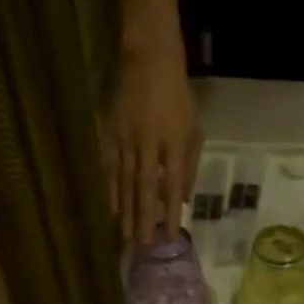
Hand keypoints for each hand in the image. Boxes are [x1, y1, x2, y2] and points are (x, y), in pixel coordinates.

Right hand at [102, 41, 199, 245]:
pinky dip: (110, 189)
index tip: (171, 237)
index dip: (172, 212)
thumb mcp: (194, 128)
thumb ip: (189, 164)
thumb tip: (183, 199)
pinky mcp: (110, 132)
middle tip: (142, 245)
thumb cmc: (178, 95)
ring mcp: (126, 137)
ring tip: (125, 236)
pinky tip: (111, 208)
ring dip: (125, 210)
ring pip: (124, 181)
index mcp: (174, 141)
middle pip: (145, 188)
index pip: (173, 185)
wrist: (148, 58)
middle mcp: (149, 143)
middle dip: (143, 219)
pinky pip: (110, 166)